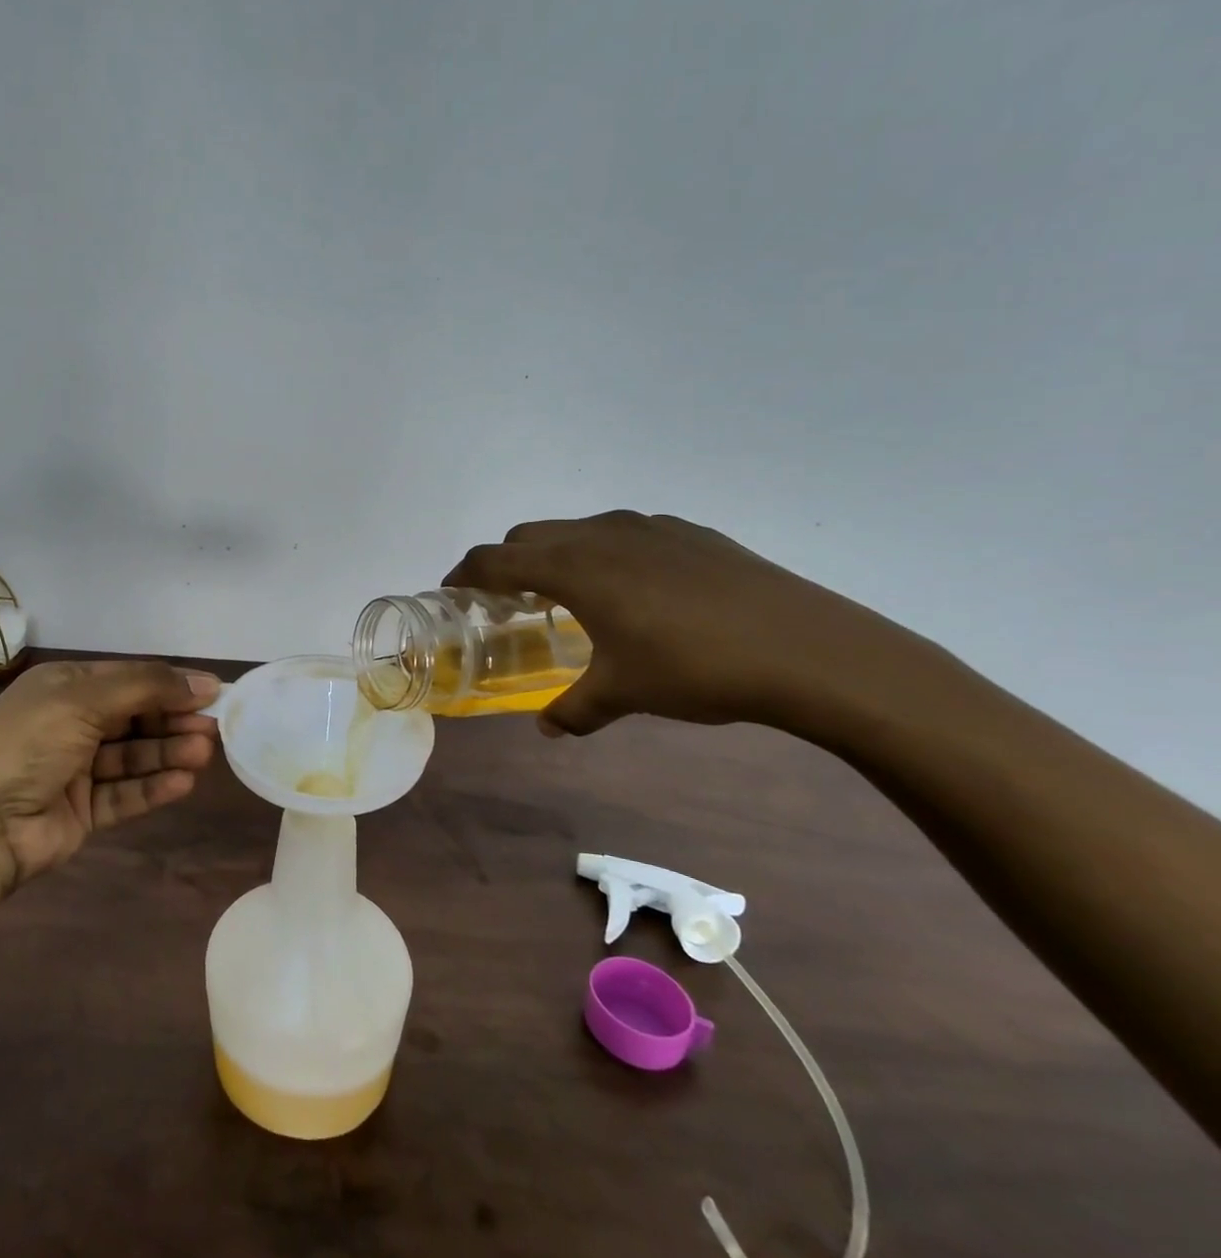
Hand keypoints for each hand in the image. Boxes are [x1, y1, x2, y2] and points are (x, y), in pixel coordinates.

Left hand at [0, 660, 220, 887]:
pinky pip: (125, 795)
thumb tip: (205, 683)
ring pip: (134, 757)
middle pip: (136, 718)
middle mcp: (72, 723)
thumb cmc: (28, 742)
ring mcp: (76, 770)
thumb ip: (147, 688)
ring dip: (169, 754)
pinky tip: (183, 783)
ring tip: (203, 755)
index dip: (172, 684)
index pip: (130, 679)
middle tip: (215, 729)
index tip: (215, 692)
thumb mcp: (84, 698)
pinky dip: (153, 788)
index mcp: (66, 686)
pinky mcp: (81, 812)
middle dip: (174, 721)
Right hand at [446, 511, 905, 736]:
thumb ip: (576, 708)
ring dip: (557, 555)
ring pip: (578, 529)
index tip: (450, 590)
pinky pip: (624, 534)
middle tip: (508, 601)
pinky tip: (636, 592)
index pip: (496, 560)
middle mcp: (601, 534)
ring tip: (571, 595)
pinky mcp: (689, 532)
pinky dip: (605, 553)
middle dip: (507, 563)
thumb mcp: (625, 692)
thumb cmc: (695, 667)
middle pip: (529, 535)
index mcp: (574, 567)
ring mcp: (648, 527)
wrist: (807, 648)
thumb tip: (548, 730)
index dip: (465, 573)